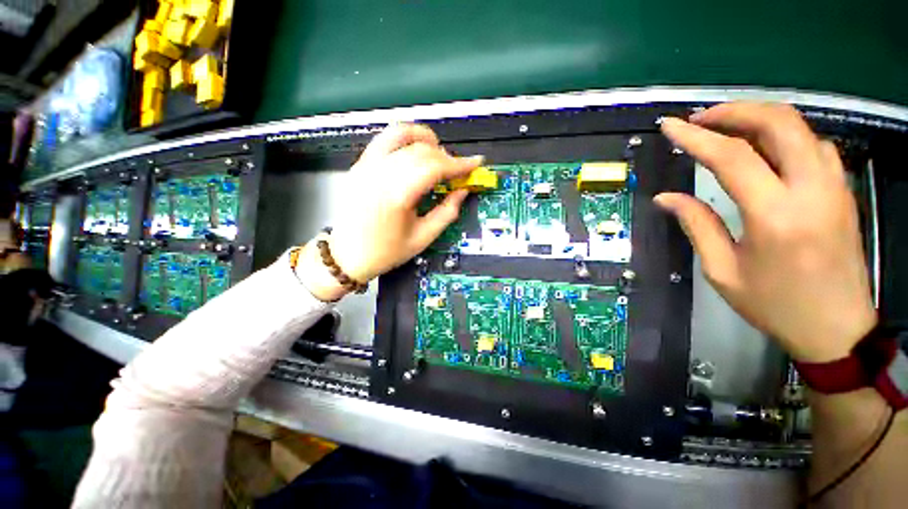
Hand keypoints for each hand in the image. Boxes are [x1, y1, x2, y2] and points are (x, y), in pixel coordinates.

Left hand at [297, 123, 482, 301]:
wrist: (348, 255)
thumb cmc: (385, 252)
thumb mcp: (422, 238)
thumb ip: (446, 213)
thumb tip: (462, 191)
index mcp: (396, 196)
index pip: (434, 167)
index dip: (458, 164)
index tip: (474, 163)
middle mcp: (379, 174)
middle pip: (421, 151)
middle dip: (446, 157)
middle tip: (457, 170)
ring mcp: (366, 166)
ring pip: (401, 136)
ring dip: (425, 139)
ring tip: (438, 153)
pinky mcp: (360, 165)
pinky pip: (384, 139)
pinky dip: (404, 138)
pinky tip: (415, 149)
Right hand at [656, 103, 875, 362]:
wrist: (837, 329)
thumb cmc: (775, 305)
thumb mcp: (723, 271)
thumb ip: (697, 225)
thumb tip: (666, 197)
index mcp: (776, 216)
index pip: (732, 158)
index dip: (696, 138)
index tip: (670, 127)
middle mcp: (811, 190)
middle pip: (778, 122)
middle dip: (734, 111)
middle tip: (700, 119)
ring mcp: (834, 186)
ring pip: (799, 128)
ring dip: (758, 118)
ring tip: (725, 128)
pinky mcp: (842, 189)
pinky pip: (813, 144)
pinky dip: (783, 135)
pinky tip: (763, 148)